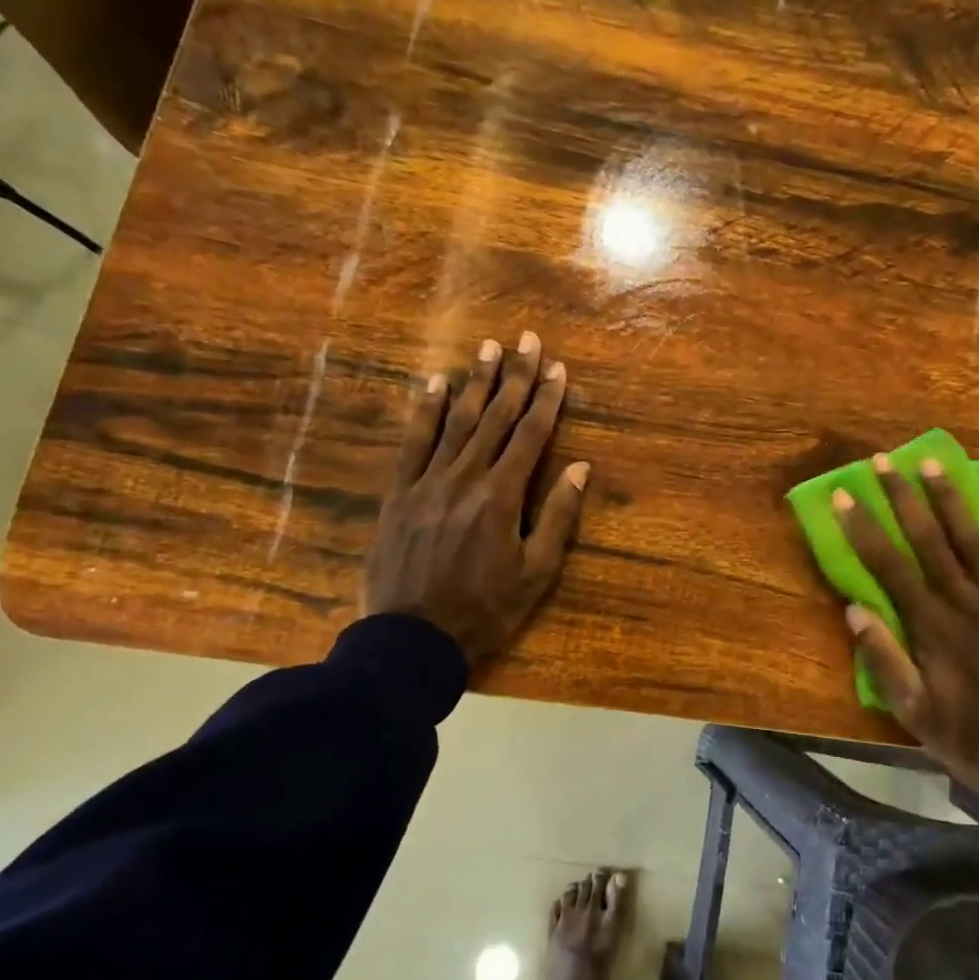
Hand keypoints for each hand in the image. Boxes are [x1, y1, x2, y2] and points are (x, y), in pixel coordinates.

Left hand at [363, 332, 587, 664]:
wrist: (412, 639)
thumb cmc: (485, 610)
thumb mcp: (536, 572)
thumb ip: (558, 517)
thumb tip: (579, 468)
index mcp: (502, 497)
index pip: (531, 435)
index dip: (547, 399)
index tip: (558, 369)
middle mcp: (465, 478)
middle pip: (496, 418)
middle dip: (515, 377)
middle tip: (527, 340)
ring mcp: (427, 483)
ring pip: (456, 422)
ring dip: (475, 382)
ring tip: (488, 348)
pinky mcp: (399, 494)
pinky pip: (413, 443)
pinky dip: (424, 411)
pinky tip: (434, 384)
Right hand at [832, 456, 978, 830]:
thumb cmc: (969, 737)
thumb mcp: (914, 712)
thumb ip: (885, 659)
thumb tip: (855, 608)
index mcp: (932, 627)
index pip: (890, 567)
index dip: (864, 529)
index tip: (844, 496)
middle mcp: (965, 602)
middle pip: (929, 539)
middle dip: (902, 497)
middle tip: (883, 461)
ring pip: (971, 539)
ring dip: (950, 498)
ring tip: (933, 462)